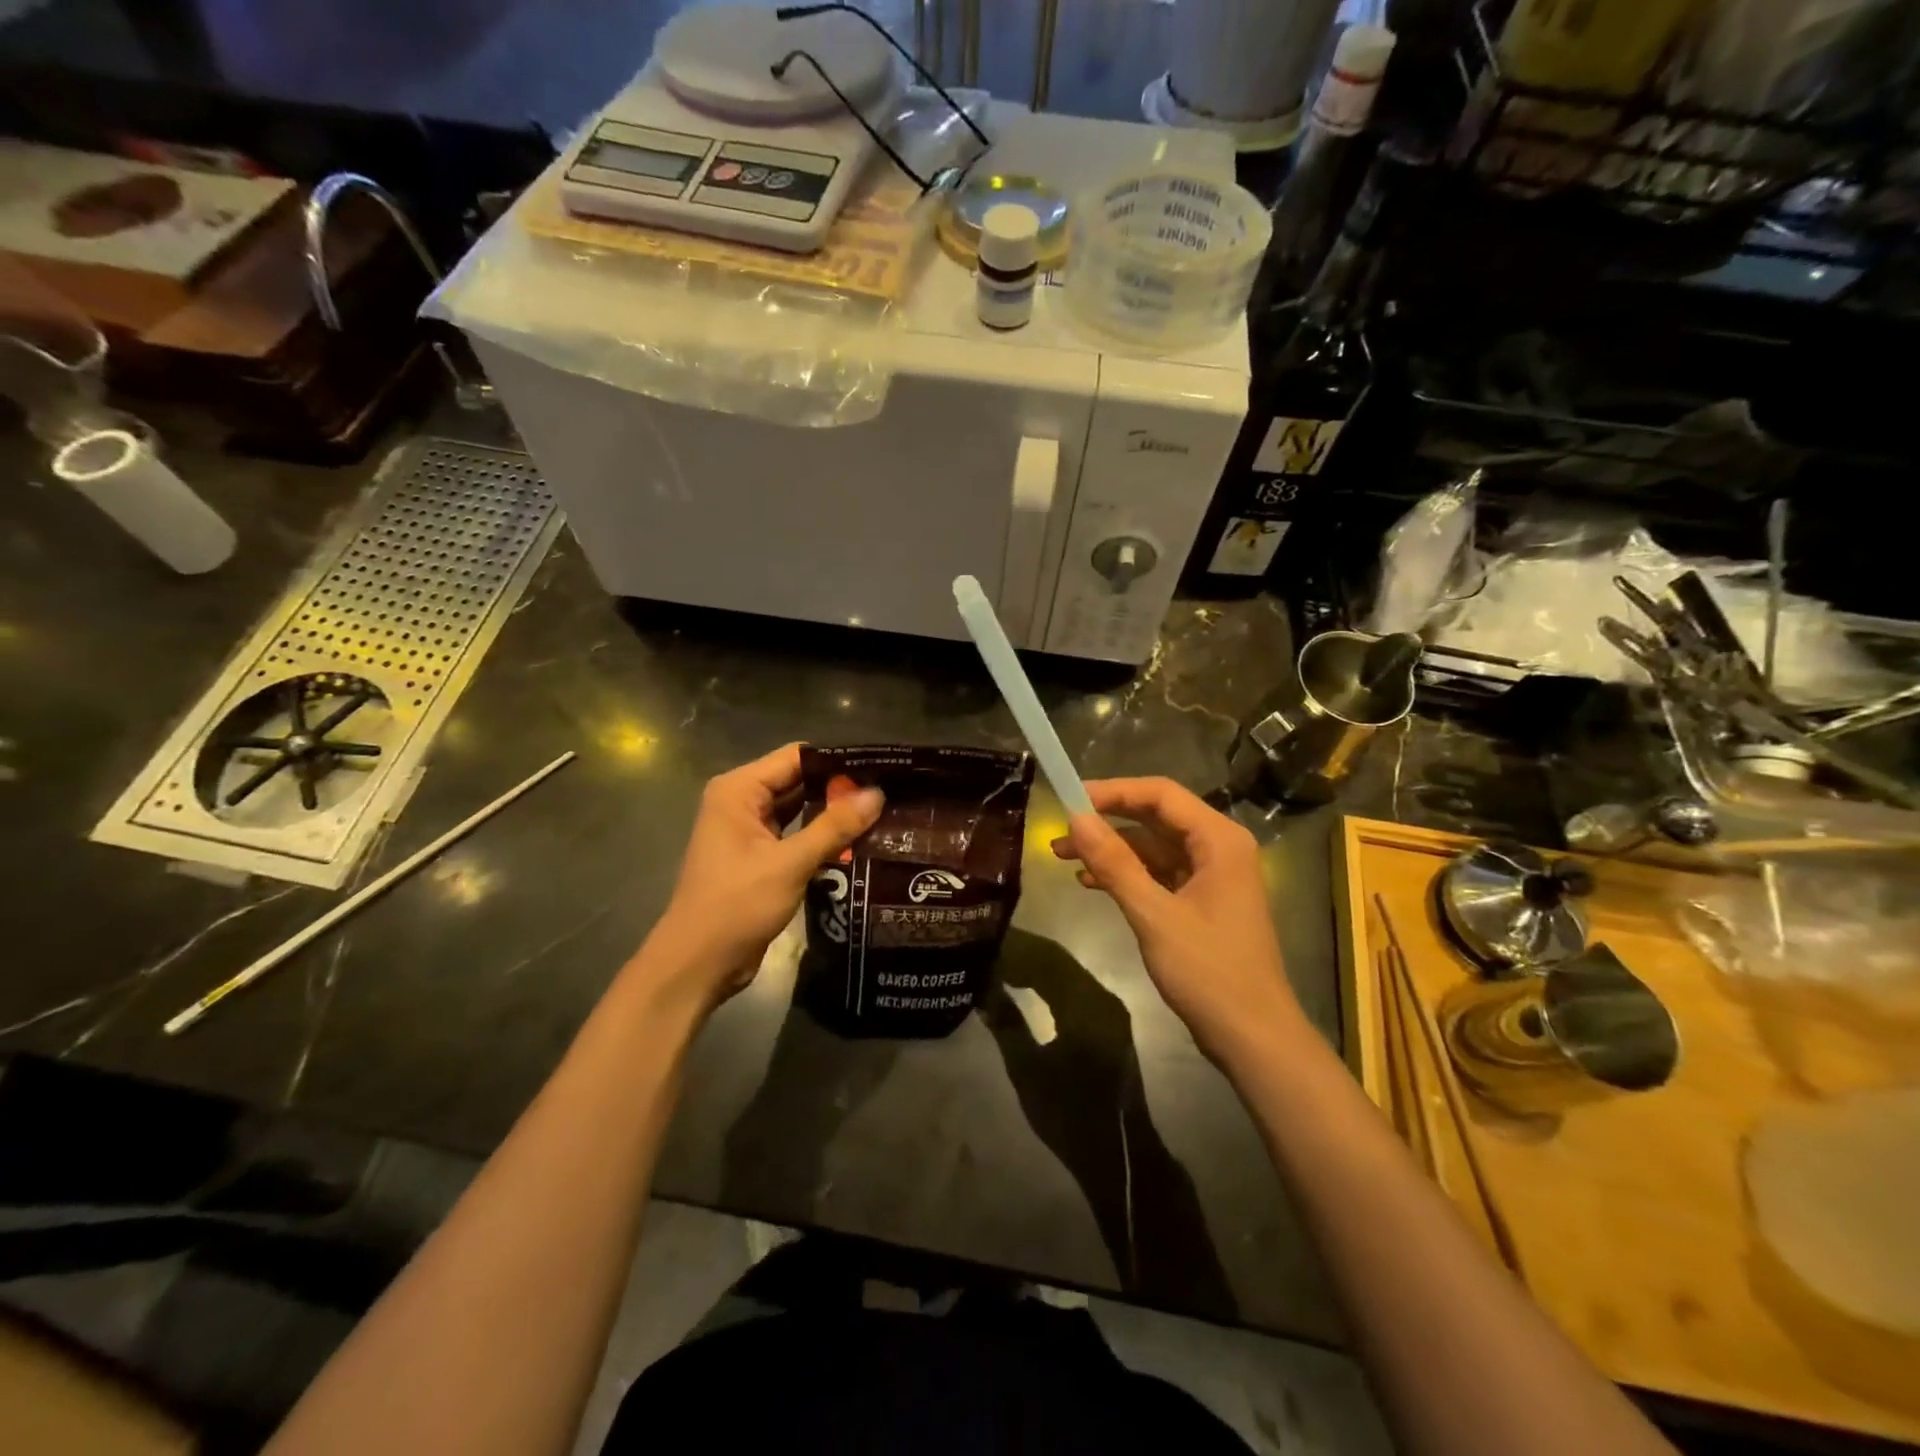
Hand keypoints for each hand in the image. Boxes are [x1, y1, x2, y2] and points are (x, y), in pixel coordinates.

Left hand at [643, 744, 882, 1010]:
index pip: (796, 757)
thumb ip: (834, 826)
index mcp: (738, 790)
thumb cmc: (735, 906)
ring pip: (800, 810)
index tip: (880, 767)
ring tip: (882, 812)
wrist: (698, 965)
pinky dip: (822, 837)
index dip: (837, 760)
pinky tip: (859, 840)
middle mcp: (742, 803)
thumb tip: (877, 794)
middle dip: (839, 787)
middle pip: (799, 781)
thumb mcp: (789, 864)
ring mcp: (750, 831)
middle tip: (890, 791)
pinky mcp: (760, 858)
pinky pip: (796, 836)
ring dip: (833, 813)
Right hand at [1052, 778, 1302, 1068]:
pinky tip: (1092, 883)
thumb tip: (1075, 819)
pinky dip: (1126, 874)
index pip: (1160, 794)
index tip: (1069, 800)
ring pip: (1153, 846)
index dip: (1113, 792)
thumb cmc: (1209, 972)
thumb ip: (1114, 864)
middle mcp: (1219, 848)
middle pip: (1156, 817)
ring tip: (1064, 858)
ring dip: (1111, 850)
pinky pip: (1158, 873)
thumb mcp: (1154, 915)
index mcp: (1220, 840)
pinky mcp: (1202, 901)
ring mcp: (1212, 875)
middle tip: (1061, 831)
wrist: (1253, 1038)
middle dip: (1107, 821)